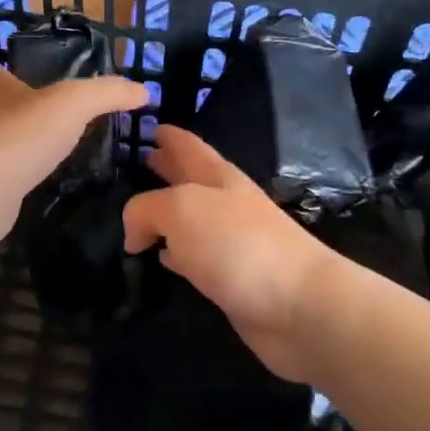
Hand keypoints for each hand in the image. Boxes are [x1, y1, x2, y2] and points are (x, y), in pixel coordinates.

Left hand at [0, 61, 147, 237]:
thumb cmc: (24, 134)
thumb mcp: (75, 103)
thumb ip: (109, 93)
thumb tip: (143, 90)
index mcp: (0, 93)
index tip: (3, 66)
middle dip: (16, 107)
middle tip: (47, 112)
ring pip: (1, 143)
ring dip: (21, 143)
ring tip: (51, 148)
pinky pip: (6, 176)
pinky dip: (21, 176)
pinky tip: (42, 181)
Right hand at [123, 127, 333, 383]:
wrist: (298, 306)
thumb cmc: (238, 244)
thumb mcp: (181, 210)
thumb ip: (145, 209)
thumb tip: (134, 233)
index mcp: (217, 176)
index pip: (187, 145)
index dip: (167, 134)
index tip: (143, 124)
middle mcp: (224, 203)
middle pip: (188, 178)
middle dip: (163, 168)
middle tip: (131, 162)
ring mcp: (229, 241)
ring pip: (187, 219)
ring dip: (164, 213)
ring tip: (132, 212)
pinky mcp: (229, 278)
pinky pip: (192, 257)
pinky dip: (173, 253)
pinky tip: (159, 258)